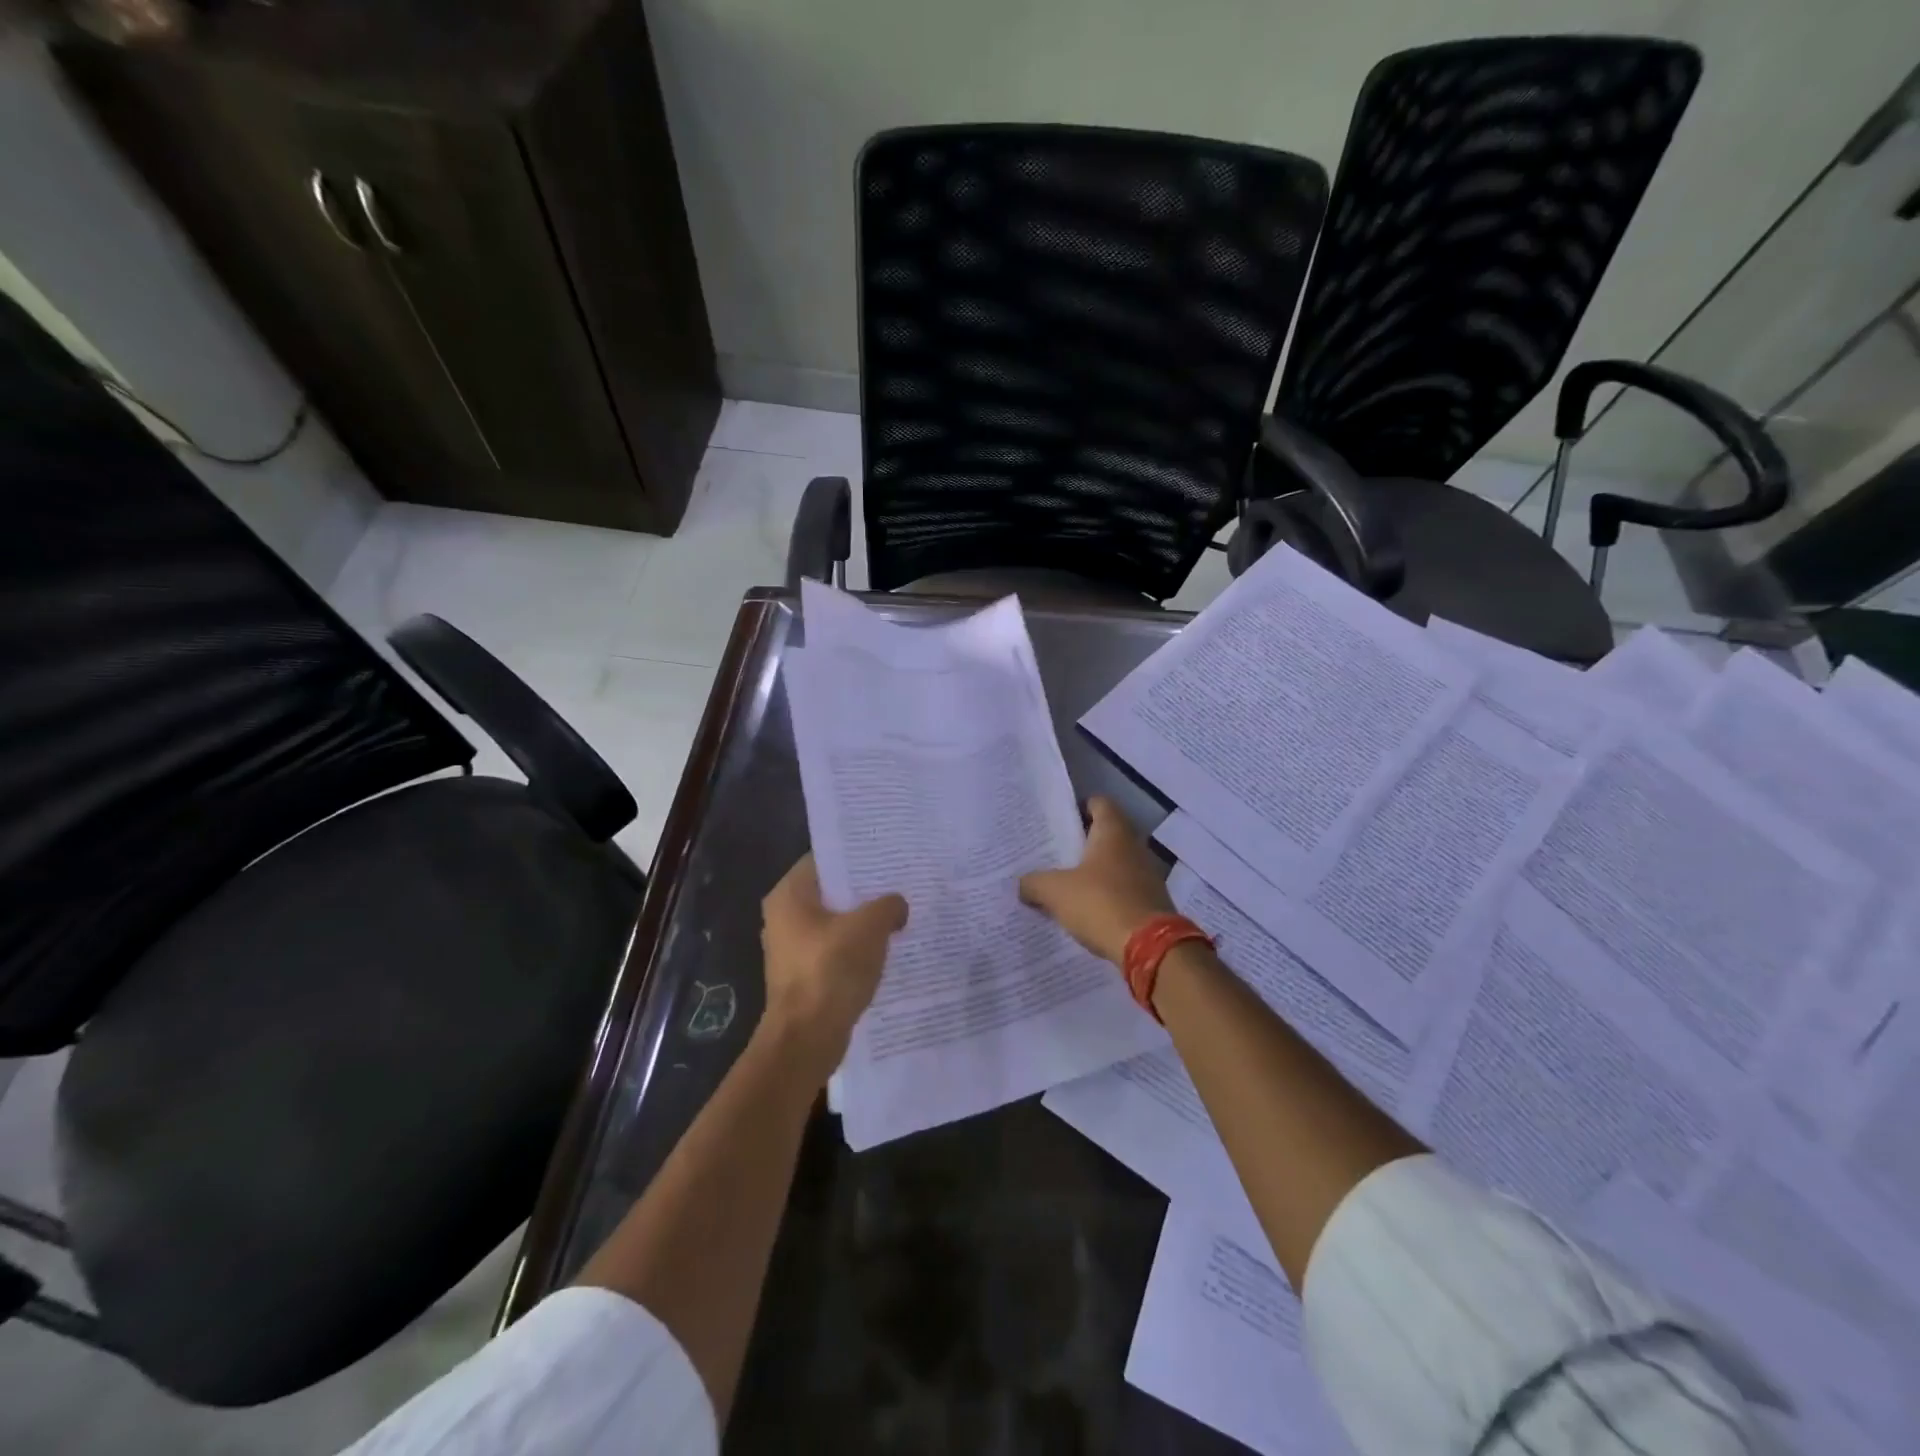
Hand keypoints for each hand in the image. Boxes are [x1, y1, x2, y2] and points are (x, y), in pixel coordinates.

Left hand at [759, 854, 907, 1079]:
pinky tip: (886, 949)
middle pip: (830, 892)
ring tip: (898, 914)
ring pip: (834, 923)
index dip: (855, 856)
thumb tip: (897, 906)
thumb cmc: (831, 969)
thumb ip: (888, 905)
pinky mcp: (804, 976)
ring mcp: (791, 949)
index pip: (824, 860)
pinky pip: (835, 950)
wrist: (807, 1038)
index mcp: (789, 895)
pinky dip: (857, 948)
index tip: (886, 855)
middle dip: (863, 890)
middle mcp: (783, 917)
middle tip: (899, 883)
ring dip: (862, 922)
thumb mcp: (870, 927)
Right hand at [1019, 796, 1174, 965]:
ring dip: (1096, 871)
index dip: (1079, 807)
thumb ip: (1034, 883)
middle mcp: (1134, 846)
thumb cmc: (1100, 903)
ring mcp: (1147, 874)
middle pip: (1107, 834)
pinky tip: (1088, 909)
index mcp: (1113, 832)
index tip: (1058, 821)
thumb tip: (1023, 885)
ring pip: (1116, 863)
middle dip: (1083, 842)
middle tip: (1054, 854)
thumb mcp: (1055, 892)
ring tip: (1066, 883)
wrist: (1149, 948)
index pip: (1099, 803)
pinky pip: (1125, 889)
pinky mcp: (1153, 901)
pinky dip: (1108, 894)